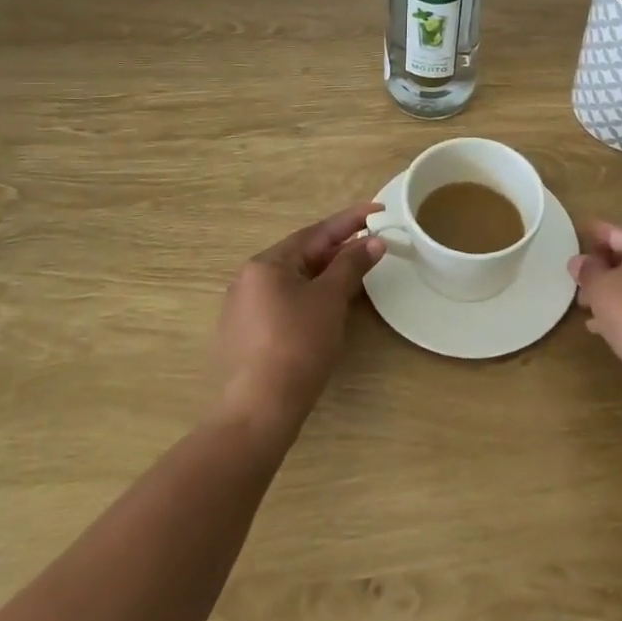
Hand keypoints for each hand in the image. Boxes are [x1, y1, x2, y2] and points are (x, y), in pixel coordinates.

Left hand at [219, 203, 384, 433]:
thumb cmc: (297, 346)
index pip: (316, 233)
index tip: (379, 210)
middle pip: (302, 254)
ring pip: (292, 280)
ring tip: (355, 271)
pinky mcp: (245, 335)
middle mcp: (248, 279)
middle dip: (338, 248)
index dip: (351, 220)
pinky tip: (327, 305)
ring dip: (325, 272)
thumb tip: (374, 241)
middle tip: (371, 243)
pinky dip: (309, 296)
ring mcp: (242, 309)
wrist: (259, 411)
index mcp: (266, 264)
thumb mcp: (330, 300)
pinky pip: (283, 302)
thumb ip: (351, 265)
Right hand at [569, 221, 621, 406]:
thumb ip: (587, 270)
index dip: (594, 234)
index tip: (577, 236)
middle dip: (601, 267)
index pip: (617, 231)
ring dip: (610, 290)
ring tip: (585, 306)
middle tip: (577, 281)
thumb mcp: (600, 288)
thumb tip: (580, 261)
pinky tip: (603, 327)